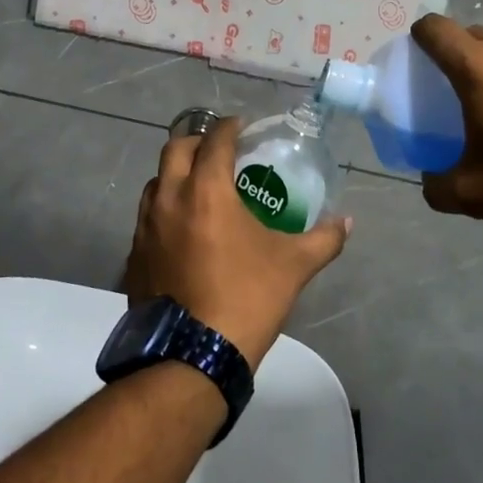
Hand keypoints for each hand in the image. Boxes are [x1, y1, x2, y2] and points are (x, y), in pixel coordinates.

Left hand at [124, 117, 350, 369]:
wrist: (192, 356)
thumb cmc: (247, 298)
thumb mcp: (293, 266)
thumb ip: (324, 238)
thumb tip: (348, 221)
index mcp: (206, 190)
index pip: (214, 140)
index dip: (229, 127)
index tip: (242, 127)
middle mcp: (169, 198)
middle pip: (175, 149)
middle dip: (197, 142)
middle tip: (219, 151)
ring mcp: (145, 227)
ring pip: (155, 182)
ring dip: (176, 174)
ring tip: (199, 188)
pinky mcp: (134, 255)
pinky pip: (146, 217)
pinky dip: (164, 209)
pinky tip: (182, 230)